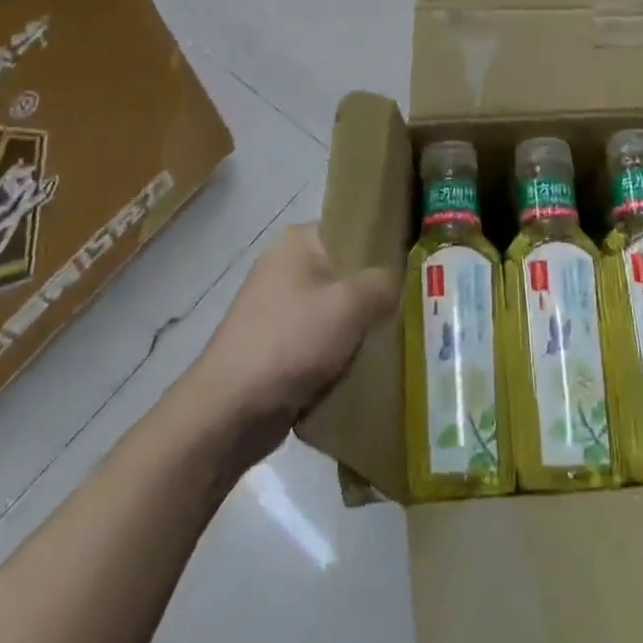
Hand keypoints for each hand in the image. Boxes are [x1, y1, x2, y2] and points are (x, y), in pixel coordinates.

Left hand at [181, 223, 393, 466]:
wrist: (228, 413)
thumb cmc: (290, 342)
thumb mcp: (350, 304)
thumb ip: (383, 282)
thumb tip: (395, 282)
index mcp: (298, 241)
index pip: (353, 229)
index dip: (384, 246)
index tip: (414, 267)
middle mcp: (285, 265)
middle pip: (345, 271)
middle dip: (374, 292)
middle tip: (409, 307)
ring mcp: (276, 307)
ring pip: (334, 309)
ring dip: (357, 327)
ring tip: (392, 340)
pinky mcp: (274, 345)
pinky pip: (319, 339)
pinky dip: (338, 352)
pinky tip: (363, 367)